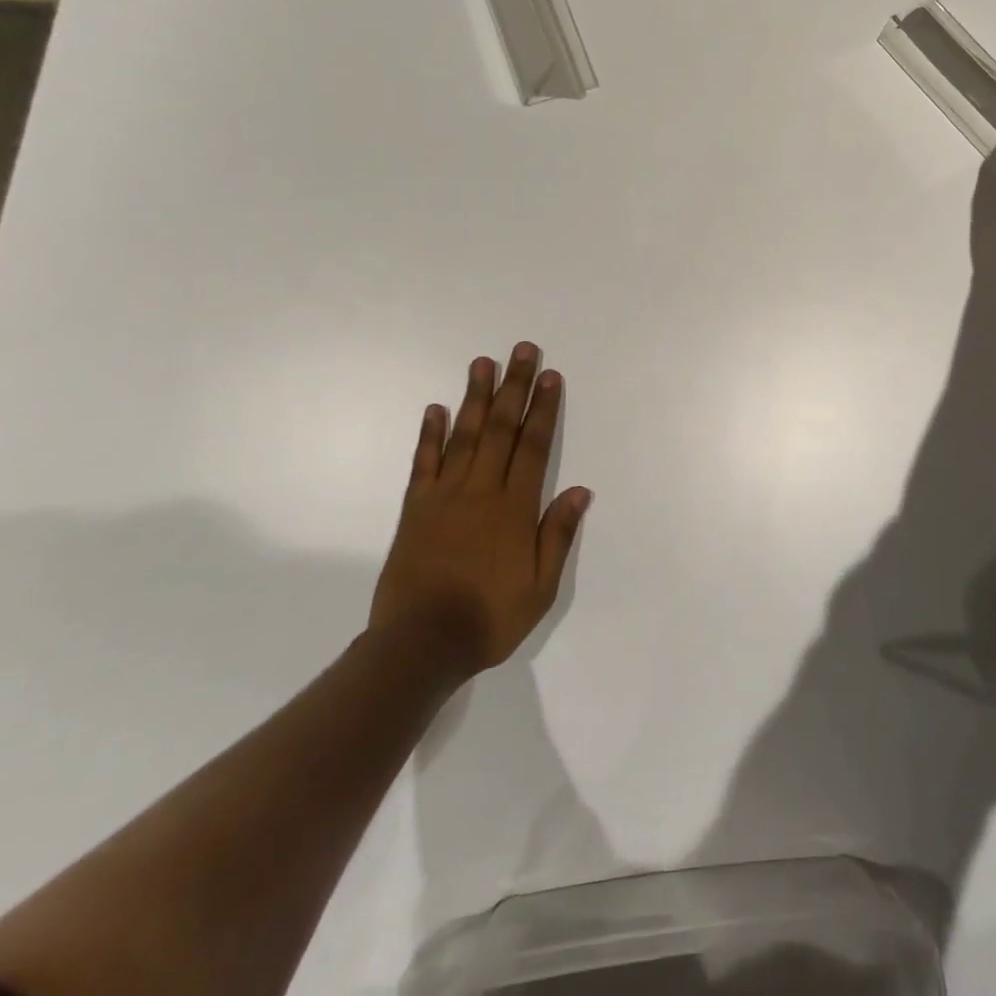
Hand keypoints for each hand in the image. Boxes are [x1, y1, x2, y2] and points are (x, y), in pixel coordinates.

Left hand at [370, 343, 590, 675]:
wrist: (420, 645)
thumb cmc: (489, 618)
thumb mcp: (540, 587)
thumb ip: (557, 535)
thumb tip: (579, 490)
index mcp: (514, 508)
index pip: (534, 446)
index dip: (544, 409)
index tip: (551, 376)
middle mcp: (481, 491)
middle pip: (502, 429)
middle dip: (515, 387)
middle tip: (522, 350)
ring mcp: (445, 496)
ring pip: (464, 436)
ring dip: (476, 398)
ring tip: (483, 363)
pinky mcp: (415, 509)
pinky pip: (423, 463)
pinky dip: (429, 434)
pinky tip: (435, 408)